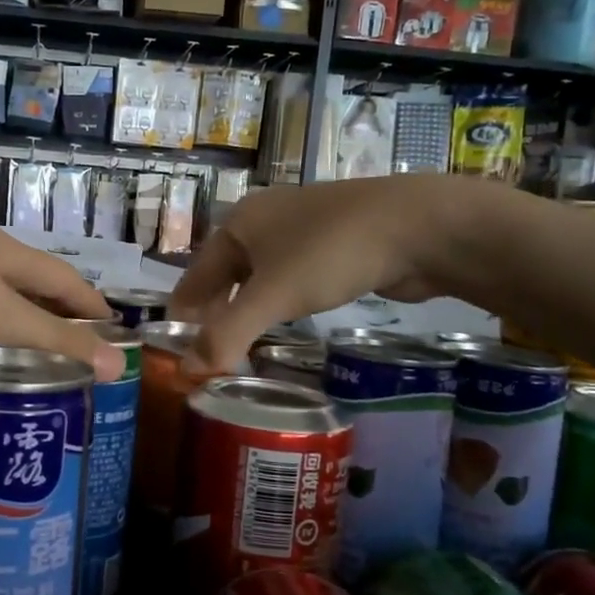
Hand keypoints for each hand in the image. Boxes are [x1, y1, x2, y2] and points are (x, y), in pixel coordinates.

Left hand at [0, 194, 122, 378]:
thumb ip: (53, 340)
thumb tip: (121, 366)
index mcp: (9, 256)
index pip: (70, 283)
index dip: (96, 310)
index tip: (117, 338)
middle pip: (34, 283)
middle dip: (59, 315)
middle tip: (75, 354)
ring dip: (17, 319)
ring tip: (27, 355)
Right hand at [167, 176, 481, 373]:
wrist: (418, 224)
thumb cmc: (330, 253)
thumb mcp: (273, 296)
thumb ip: (226, 335)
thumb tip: (185, 373)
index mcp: (238, 224)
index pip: (195, 276)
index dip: (183, 314)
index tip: (176, 350)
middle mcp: (263, 221)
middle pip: (225, 275)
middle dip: (215, 314)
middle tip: (209, 354)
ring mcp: (301, 228)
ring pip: (260, 277)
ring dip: (247, 310)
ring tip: (241, 344)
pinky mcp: (334, 242)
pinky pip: (291, 277)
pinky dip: (280, 302)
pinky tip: (285, 322)